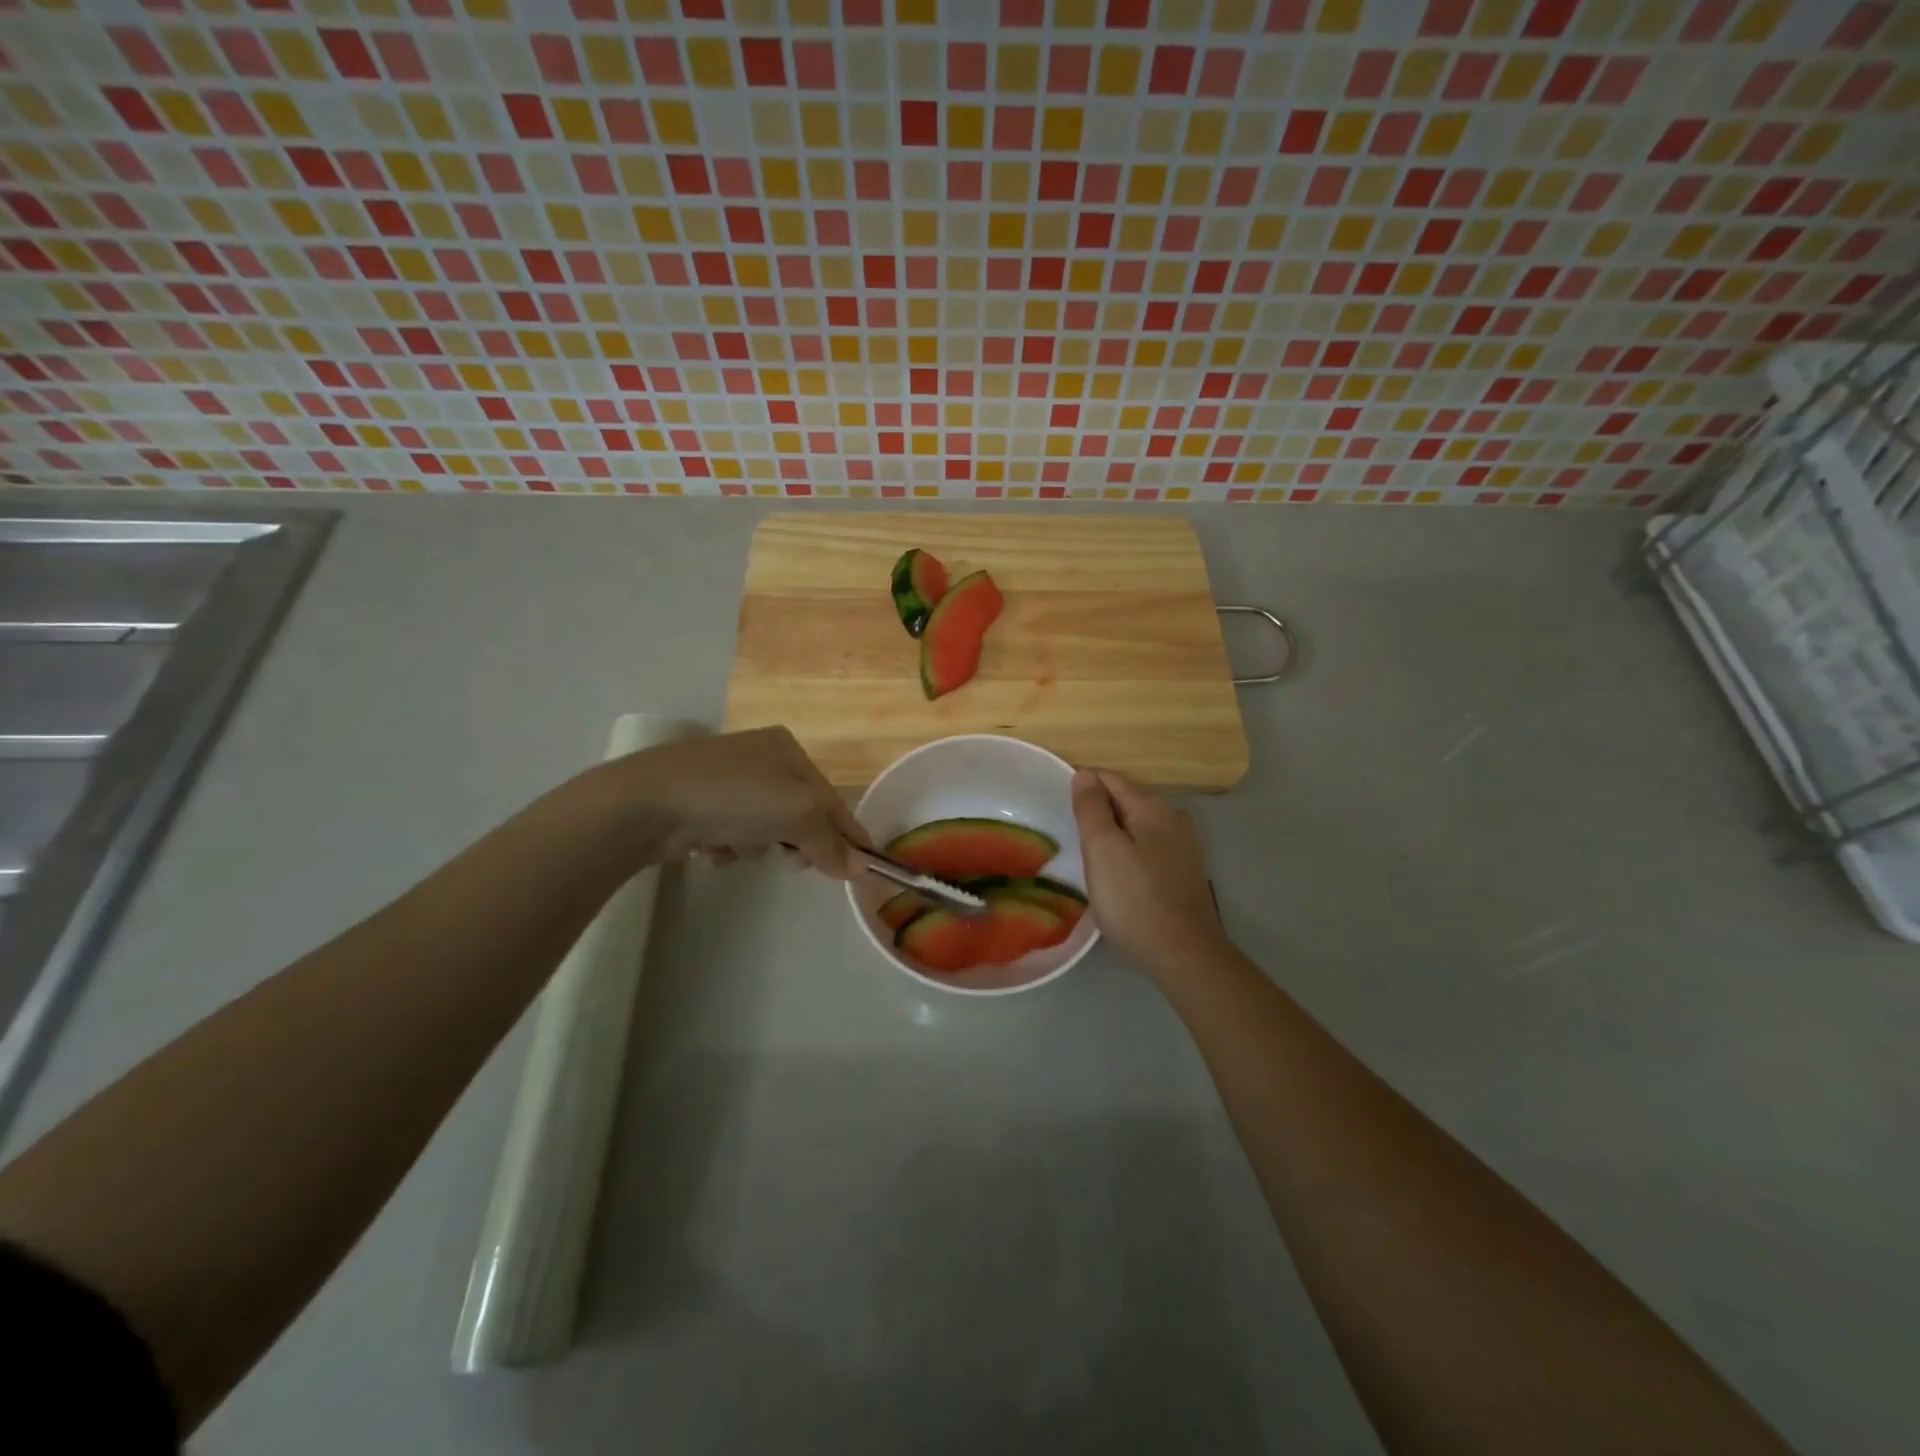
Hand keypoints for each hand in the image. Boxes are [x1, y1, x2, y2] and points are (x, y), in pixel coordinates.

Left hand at [606, 727, 871, 876]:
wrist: (648, 803)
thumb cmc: (735, 797)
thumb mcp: (798, 814)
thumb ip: (831, 843)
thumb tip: (860, 869)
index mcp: (787, 749)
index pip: (831, 798)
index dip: (848, 833)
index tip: (863, 867)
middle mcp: (759, 759)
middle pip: (799, 813)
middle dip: (797, 840)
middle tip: (793, 860)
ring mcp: (726, 781)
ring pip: (766, 827)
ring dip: (759, 845)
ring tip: (740, 847)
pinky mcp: (699, 805)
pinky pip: (733, 833)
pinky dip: (729, 846)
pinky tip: (711, 847)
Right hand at [1071, 768, 1228, 975]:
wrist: (1184, 955)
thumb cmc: (1134, 899)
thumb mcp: (1102, 849)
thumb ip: (1091, 808)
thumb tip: (1085, 774)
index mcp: (1152, 806)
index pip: (1108, 779)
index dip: (1082, 787)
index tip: (1059, 808)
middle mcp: (1173, 818)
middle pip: (1124, 801)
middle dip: (1098, 812)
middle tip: (1072, 838)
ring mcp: (1183, 846)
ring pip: (1136, 827)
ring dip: (1113, 835)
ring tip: (1090, 859)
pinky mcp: (1185, 871)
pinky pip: (1148, 848)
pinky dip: (1129, 853)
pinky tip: (1119, 876)